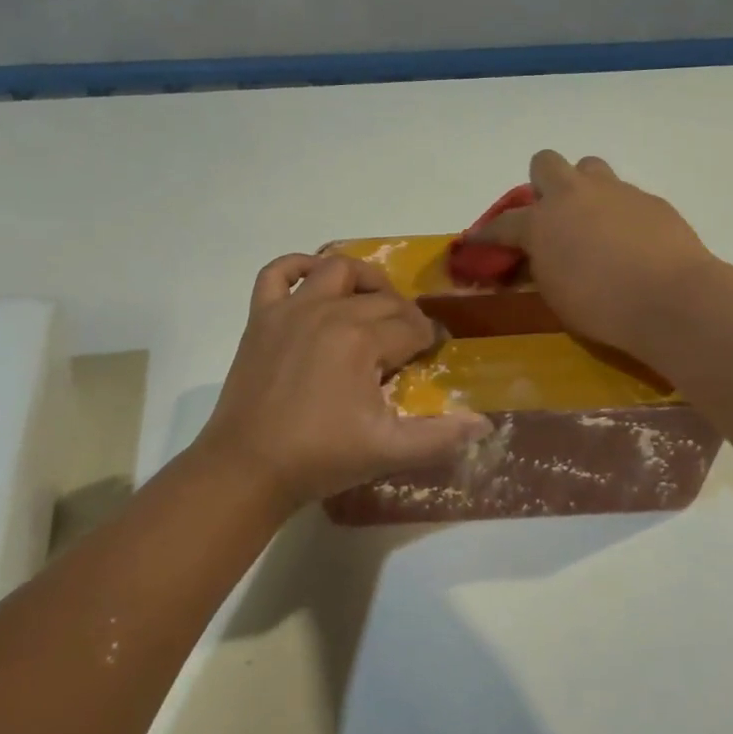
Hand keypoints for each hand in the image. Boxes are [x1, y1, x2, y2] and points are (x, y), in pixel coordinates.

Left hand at [197, 253, 491, 514]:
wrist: (248, 468)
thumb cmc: (320, 458)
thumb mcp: (389, 451)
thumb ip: (440, 437)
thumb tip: (484, 424)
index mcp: (361, 340)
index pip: (410, 327)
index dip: (426, 340)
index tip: (430, 355)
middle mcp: (328, 312)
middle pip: (381, 299)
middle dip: (403, 316)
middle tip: (407, 343)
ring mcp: (290, 310)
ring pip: (337, 269)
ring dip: (364, 280)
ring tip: (375, 304)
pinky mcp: (261, 317)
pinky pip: (277, 273)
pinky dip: (298, 265)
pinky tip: (314, 277)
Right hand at [469, 150, 717, 361]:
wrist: (671, 299)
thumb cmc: (602, 307)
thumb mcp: (555, 295)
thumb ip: (542, 268)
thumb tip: (541, 258)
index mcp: (541, 222)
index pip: (501, 223)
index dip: (485, 234)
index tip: (474, 240)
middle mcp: (574, 196)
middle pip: (546, 163)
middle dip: (542, 183)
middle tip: (550, 214)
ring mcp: (615, 192)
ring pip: (590, 167)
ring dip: (583, 188)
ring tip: (593, 220)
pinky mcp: (650, 199)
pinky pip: (625, 195)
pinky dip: (620, 212)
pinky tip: (631, 241)